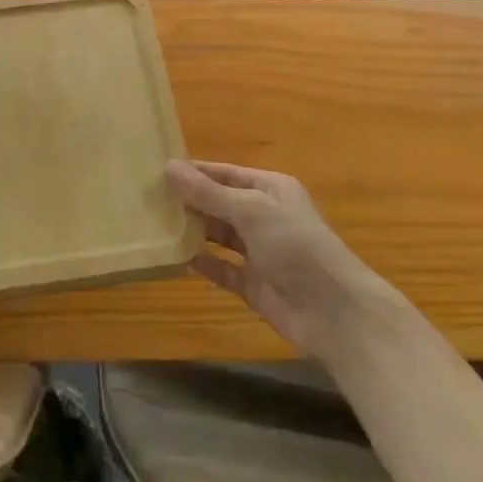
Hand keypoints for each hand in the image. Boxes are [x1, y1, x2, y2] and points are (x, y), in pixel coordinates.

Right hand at [165, 160, 402, 362]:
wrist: (335, 314)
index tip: (157, 169)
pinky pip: (222, 269)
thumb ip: (209, 192)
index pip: (224, 173)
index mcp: (270, 189)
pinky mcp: (254, 284)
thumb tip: (168, 167)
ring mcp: (259, 251)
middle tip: (147, 197)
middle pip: (219, 203)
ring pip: (218, 235)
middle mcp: (264, 215)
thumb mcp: (251, 210)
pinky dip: (202, 263)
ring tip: (154, 224)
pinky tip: (175, 259)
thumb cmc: (296, 246)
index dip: (194, 171)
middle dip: (189, 200)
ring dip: (193, 230)